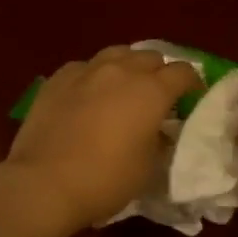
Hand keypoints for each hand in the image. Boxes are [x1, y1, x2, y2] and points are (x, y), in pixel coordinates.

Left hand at [2, 46, 200, 236]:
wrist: (44, 182)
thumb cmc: (105, 180)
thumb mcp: (148, 166)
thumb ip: (159, 139)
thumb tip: (158, 129)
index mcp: (151, 91)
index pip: (183, 72)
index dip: (192, 84)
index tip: (192, 99)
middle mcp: (121, 71)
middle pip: (150, 57)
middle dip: (160, 72)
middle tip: (158, 96)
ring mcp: (86, 70)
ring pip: (117, 53)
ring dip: (128, 66)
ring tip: (124, 87)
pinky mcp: (58, 78)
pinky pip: (85, 67)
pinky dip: (95, 75)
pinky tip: (89, 93)